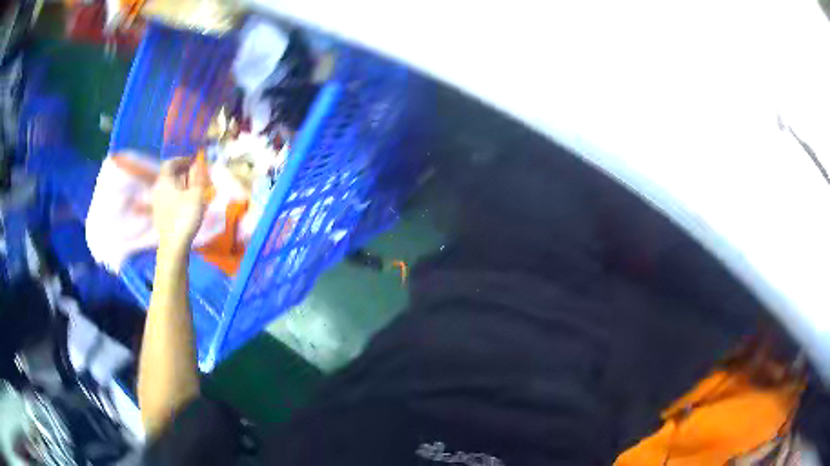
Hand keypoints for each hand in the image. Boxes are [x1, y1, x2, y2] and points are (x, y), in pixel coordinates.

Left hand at [152, 156, 208, 258]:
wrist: (173, 246)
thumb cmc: (185, 217)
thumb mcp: (197, 194)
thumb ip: (198, 177)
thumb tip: (199, 163)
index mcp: (165, 181)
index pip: (170, 163)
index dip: (182, 159)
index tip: (193, 161)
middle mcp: (158, 189)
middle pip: (169, 176)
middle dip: (182, 173)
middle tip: (195, 175)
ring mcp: (157, 204)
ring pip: (169, 188)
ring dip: (181, 185)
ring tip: (193, 190)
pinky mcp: (159, 216)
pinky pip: (168, 199)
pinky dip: (177, 196)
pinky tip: (186, 204)